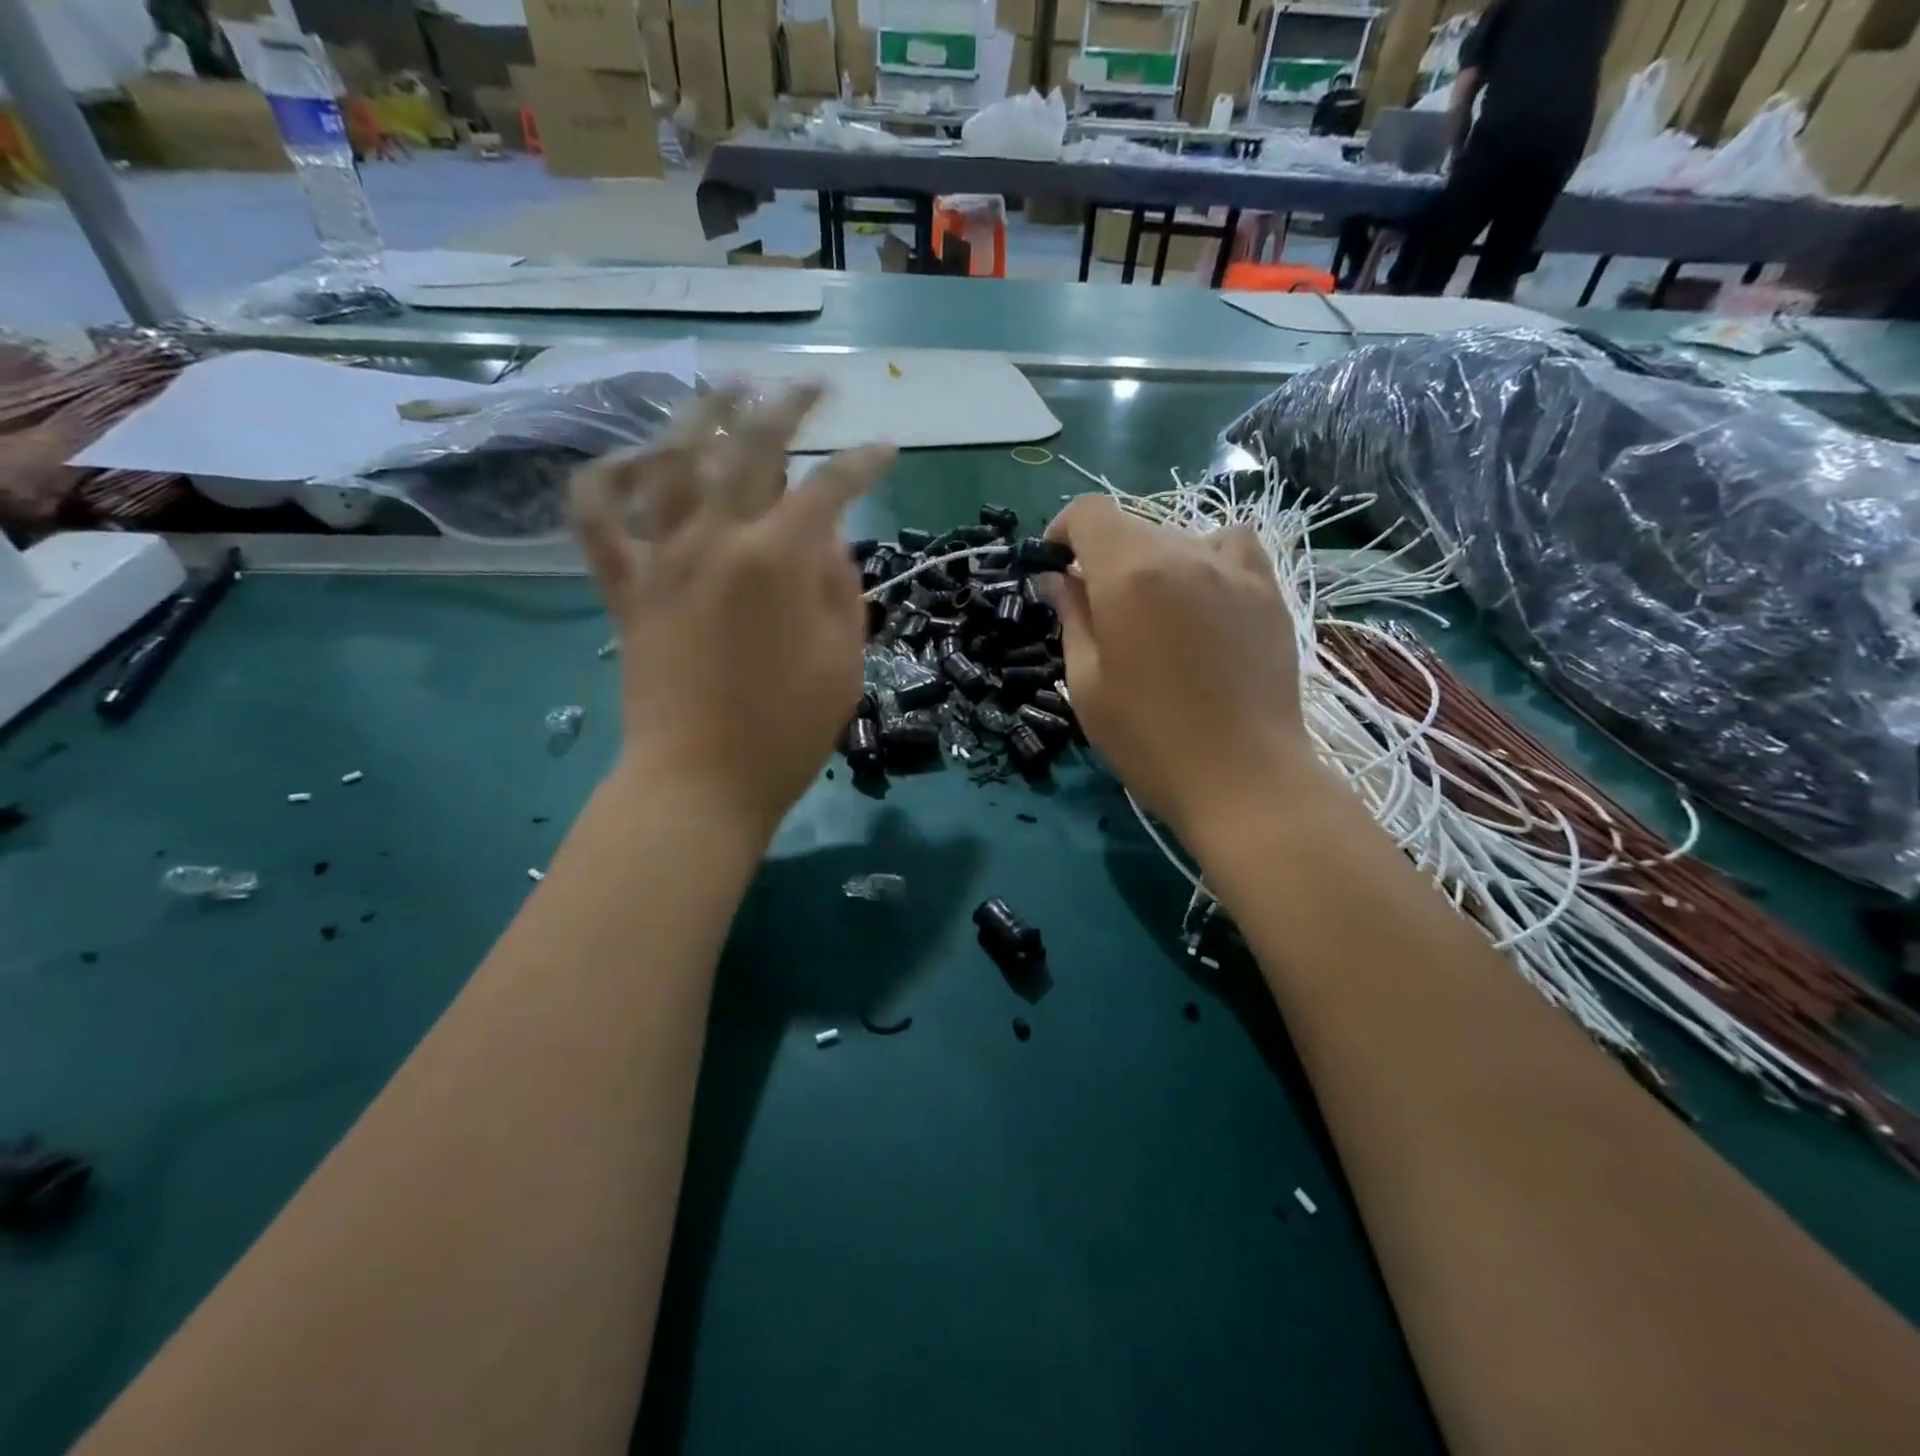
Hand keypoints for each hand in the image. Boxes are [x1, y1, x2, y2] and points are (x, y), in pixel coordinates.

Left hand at [571, 385, 894, 836]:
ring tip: (726, 387)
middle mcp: (716, 540)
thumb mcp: (844, 663)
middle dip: (788, 406)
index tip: (885, 450)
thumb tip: (830, 538)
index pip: (830, 487)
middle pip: (751, 449)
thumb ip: (841, 590)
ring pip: (672, 460)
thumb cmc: (786, 732)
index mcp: (779, 560)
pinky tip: (631, 460)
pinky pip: (598, 520)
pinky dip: (606, 481)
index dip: (863, 462)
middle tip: (812, 385)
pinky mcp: (626, 588)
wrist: (699, 783)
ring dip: (702, 414)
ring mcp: (662, 559)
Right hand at [1045, 495, 1309, 839]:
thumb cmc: (1149, 739)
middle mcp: (1183, 553)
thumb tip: (1059, 579)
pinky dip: (1206, 559)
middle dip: (1103, 557)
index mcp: (1130, 573)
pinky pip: (1230, 548)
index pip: (1090, 512)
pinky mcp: (1269, 591)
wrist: (1243, 777)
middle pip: (1131, 526)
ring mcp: (1234, 569)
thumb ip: (1071, 618)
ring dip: (1153, 560)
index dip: (1063, 530)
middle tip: (1099, 611)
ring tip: (1154, 609)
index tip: (1055, 567)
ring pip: (1178, 537)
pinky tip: (1204, 597)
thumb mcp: (1087, 683)